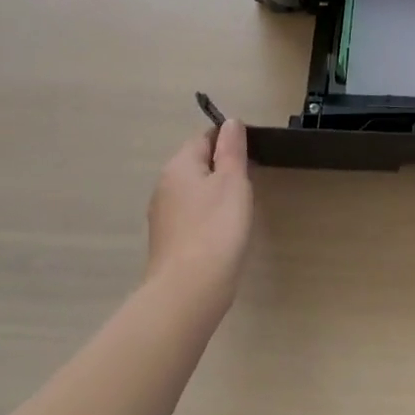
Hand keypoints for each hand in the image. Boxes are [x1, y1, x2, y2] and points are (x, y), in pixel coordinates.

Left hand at [144, 120, 252, 313]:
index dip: (229, 142)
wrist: (189, 291)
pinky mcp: (167, 242)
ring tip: (240, 210)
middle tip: (250, 183)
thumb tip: (231, 122)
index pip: (205, 138)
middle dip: (224, 169)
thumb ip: (232, 149)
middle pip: (198, 164)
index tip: (252, 157)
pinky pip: (192, 216)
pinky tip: (223, 233)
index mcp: (179, 166)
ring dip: (216, 194)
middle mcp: (164, 186)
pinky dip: (208, 217)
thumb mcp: (233, 181)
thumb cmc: (217, 228)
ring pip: (195, 191)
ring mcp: (163, 216)